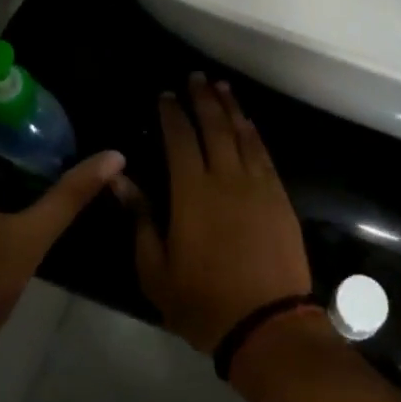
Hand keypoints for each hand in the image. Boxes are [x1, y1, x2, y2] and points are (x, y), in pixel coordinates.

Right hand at [117, 74, 312, 353]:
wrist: (267, 324)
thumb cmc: (203, 302)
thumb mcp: (156, 270)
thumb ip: (140, 219)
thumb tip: (121, 179)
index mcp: (192, 193)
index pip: (180, 139)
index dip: (172, 113)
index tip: (166, 94)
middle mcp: (226, 178)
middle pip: (214, 126)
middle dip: (203, 98)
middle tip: (196, 77)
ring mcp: (257, 184)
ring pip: (242, 134)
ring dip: (230, 107)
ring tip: (221, 86)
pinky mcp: (279, 196)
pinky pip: (263, 153)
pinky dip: (253, 133)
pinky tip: (247, 123)